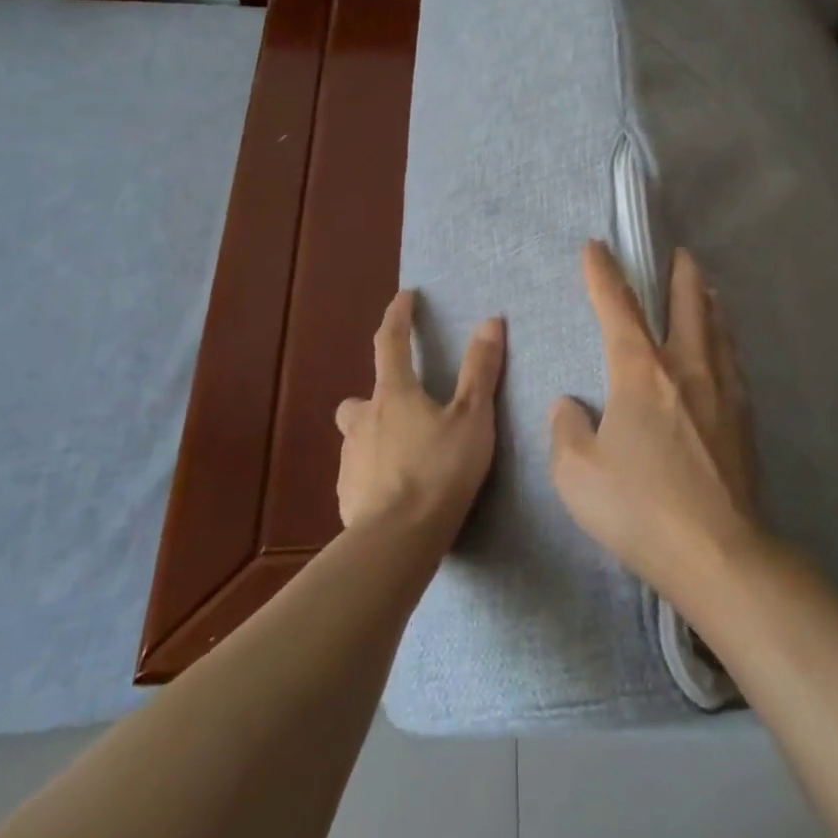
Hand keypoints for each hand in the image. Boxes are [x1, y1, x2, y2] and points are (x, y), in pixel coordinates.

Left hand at [336, 290, 504, 541]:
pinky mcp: (347, 496)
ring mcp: (351, 460)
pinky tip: (396, 492)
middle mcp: (364, 421)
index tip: (406, 297)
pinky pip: (359, 474)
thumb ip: (480, 370)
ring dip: (375, 436)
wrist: (397, 540)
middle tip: (404, 407)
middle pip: (361, 397)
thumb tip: (490, 321)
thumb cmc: (440, 470)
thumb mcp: (472, 418)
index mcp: (394, 395)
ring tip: (405, 455)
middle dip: (377, 396)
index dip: (398, 316)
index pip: (390, 342)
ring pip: (357, 437)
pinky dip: (374, 474)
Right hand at [550, 242, 763, 598]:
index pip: (618, 307)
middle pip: (687, 304)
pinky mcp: (744, 419)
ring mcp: (722, 391)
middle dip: (680, 274)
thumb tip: (570, 406)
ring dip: (709, 302)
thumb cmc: (639, 507)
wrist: (718, 552)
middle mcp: (686, 367)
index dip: (602, 273)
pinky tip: (727, 350)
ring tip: (707, 289)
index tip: (595, 246)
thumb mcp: (577, 473)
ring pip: (718, 330)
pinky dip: (726, 340)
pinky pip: (733, 362)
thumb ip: (566, 430)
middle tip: (681, 254)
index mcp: (641, 372)